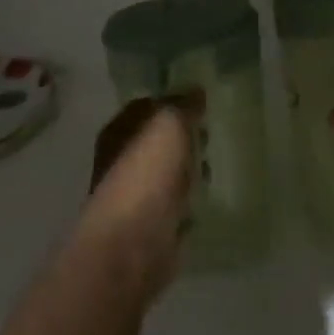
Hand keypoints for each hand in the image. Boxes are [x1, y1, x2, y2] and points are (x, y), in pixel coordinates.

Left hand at [76, 95, 196, 300]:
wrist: (134, 244)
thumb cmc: (146, 176)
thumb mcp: (168, 126)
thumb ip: (182, 106)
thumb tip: (195, 90)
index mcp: (118, 132)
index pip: (146, 107)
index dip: (171, 101)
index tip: (202, 100)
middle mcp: (121, 162)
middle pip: (156, 141)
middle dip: (182, 136)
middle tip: (212, 131)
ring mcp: (136, 196)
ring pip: (167, 172)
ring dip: (188, 168)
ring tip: (215, 163)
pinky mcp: (152, 226)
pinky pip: (176, 203)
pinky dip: (189, 199)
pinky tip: (207, 197)